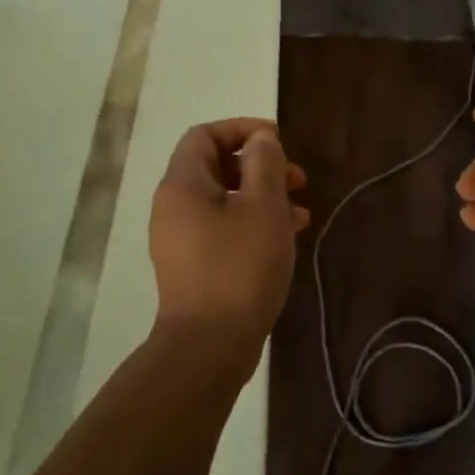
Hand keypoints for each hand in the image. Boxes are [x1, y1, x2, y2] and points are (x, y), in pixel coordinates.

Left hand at [149, 118, 309, 368]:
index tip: (279, 141)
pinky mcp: (192, 265)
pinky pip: (222, 228)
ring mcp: (180, 238)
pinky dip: (252, 223)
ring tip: (301, 213)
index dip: (242, 129)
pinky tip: (285, 238)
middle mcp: (173, 206)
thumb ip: (264, 164)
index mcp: (182, 184)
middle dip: (259, 166)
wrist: (209, 345)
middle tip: (297, 179)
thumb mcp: (263, 207)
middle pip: (215, 166)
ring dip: (262, 197)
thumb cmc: (239, 267)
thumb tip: (261, 139)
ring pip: (223, 200)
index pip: (204, 135)